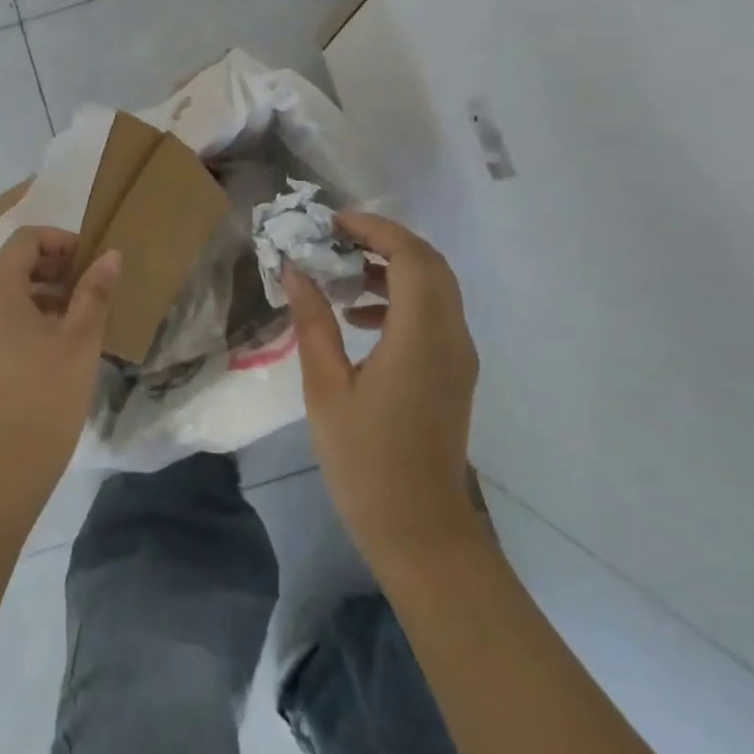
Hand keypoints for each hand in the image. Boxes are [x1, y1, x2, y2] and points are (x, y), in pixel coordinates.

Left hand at [0, 226, 120, 491]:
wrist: (10, 462)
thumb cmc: (48, 391)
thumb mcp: (81, 337)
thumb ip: (94, 290)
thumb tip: (109, 255)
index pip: (25, 241)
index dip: (59, 241)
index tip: (89, 261)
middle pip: (14, 265)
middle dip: (54, 266)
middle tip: (90, 285)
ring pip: (9, 293)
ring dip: (45, 292)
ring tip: (79, 314)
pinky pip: (1, 318)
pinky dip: (29, 315)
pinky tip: (58, 340)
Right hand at [284, 212, 482, 577]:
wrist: (420, 530)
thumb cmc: (365, 461)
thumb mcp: (326, 388)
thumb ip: (312, 323)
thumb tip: (295, 271)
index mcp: (421, 338)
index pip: (410, 257)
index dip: (374, 229)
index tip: (331, 223)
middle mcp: (452, 337)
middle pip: (430, 263)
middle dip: (384, 240)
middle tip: (334, 238)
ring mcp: (458, 355)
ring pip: (435, 286)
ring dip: (392, 267)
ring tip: (340, 273)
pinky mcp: (454, 371)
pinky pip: (434, 313)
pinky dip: (400, 297)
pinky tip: (357, 316)